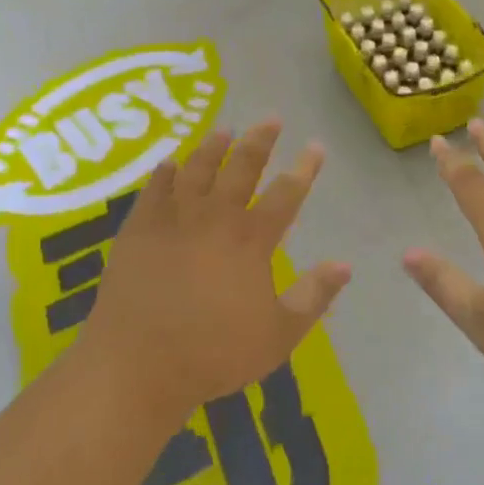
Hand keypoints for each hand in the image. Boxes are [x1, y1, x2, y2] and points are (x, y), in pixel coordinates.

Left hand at [84, 120, 350, 426]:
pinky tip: (169, 163)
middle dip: (259, 141)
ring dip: (213, 147)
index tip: (315, 147)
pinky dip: (164, 173)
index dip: (304, 169)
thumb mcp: (278, 335)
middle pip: (240, 168)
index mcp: (250, 240)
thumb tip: (345, 264)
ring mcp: (172, 220)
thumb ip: (314, 297)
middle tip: (271, 119)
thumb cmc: (213, 353)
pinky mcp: (138, 230)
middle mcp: (213, 218)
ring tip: (224, 130)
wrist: (137, 364)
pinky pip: (153, 190)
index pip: (285, 194)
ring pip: (196, 170)